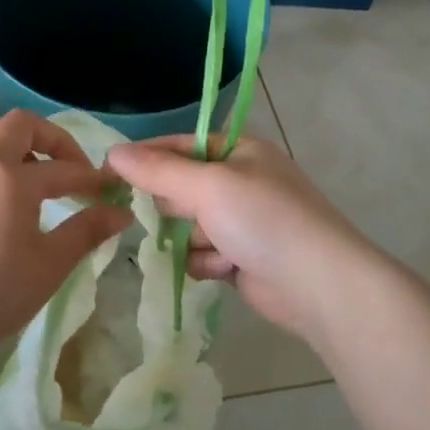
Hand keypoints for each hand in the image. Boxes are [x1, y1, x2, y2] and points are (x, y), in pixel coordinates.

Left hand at [0, 111, 132, 355]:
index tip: (109, 190)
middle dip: (51, 140)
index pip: (63, 168)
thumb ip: (87, 231)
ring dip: (12, 144)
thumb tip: (121, 212)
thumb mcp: (50, 265)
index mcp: (12, 178)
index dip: (91, 177)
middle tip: (69, 170)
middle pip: (19, 125)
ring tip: (28, 178)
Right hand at [105, 136, 391, 345]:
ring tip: (218, 249)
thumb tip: (112, 153)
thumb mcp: (207, 186)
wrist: (319, 285)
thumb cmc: (264, 220)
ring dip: (194, 240)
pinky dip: (208, 262)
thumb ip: (157, 171)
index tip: (110, 172)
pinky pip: (201, 254)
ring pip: (187, 226)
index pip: (179, 145)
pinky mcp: (241, 257)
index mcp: (239, 151)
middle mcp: (240, 181)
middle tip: (187, 215)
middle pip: (180, 187)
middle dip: (178, 207)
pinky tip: (226, 269)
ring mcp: (242, 221)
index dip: (147, 158)